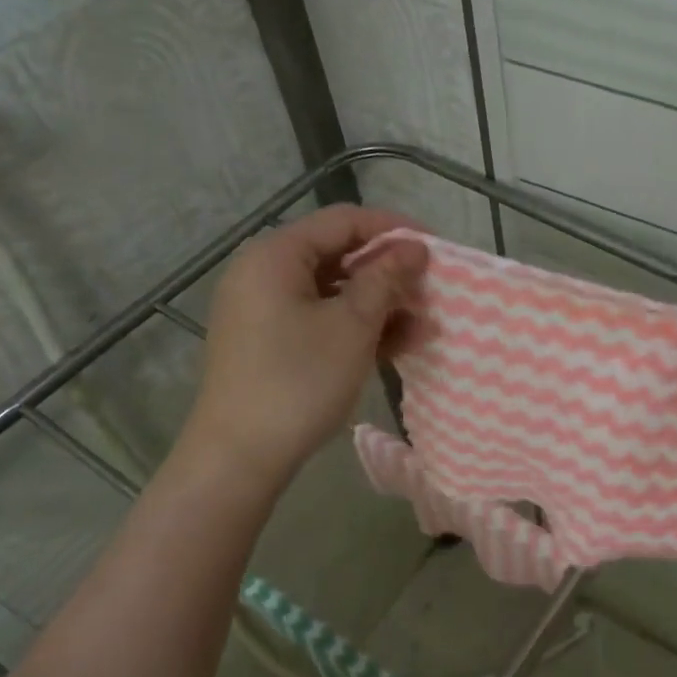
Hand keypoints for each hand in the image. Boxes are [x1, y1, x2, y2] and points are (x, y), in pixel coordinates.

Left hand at [182, 205, 426, 480]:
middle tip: (431, 293)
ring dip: (380, 305)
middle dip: (390, 273)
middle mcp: (265, 273)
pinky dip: (356, 327)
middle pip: (339, 255)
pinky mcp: (271, 341)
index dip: (394, 230)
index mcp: (276, 255)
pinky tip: (396, 345)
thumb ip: (385, 279)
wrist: (240, 456)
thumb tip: (414, 247)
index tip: (436, 250)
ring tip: (423, 327)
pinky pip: (321, 319)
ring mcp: (265, 309)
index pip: (344, 221)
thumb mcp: (352, 326)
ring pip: (334, 292)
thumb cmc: (299, 380)